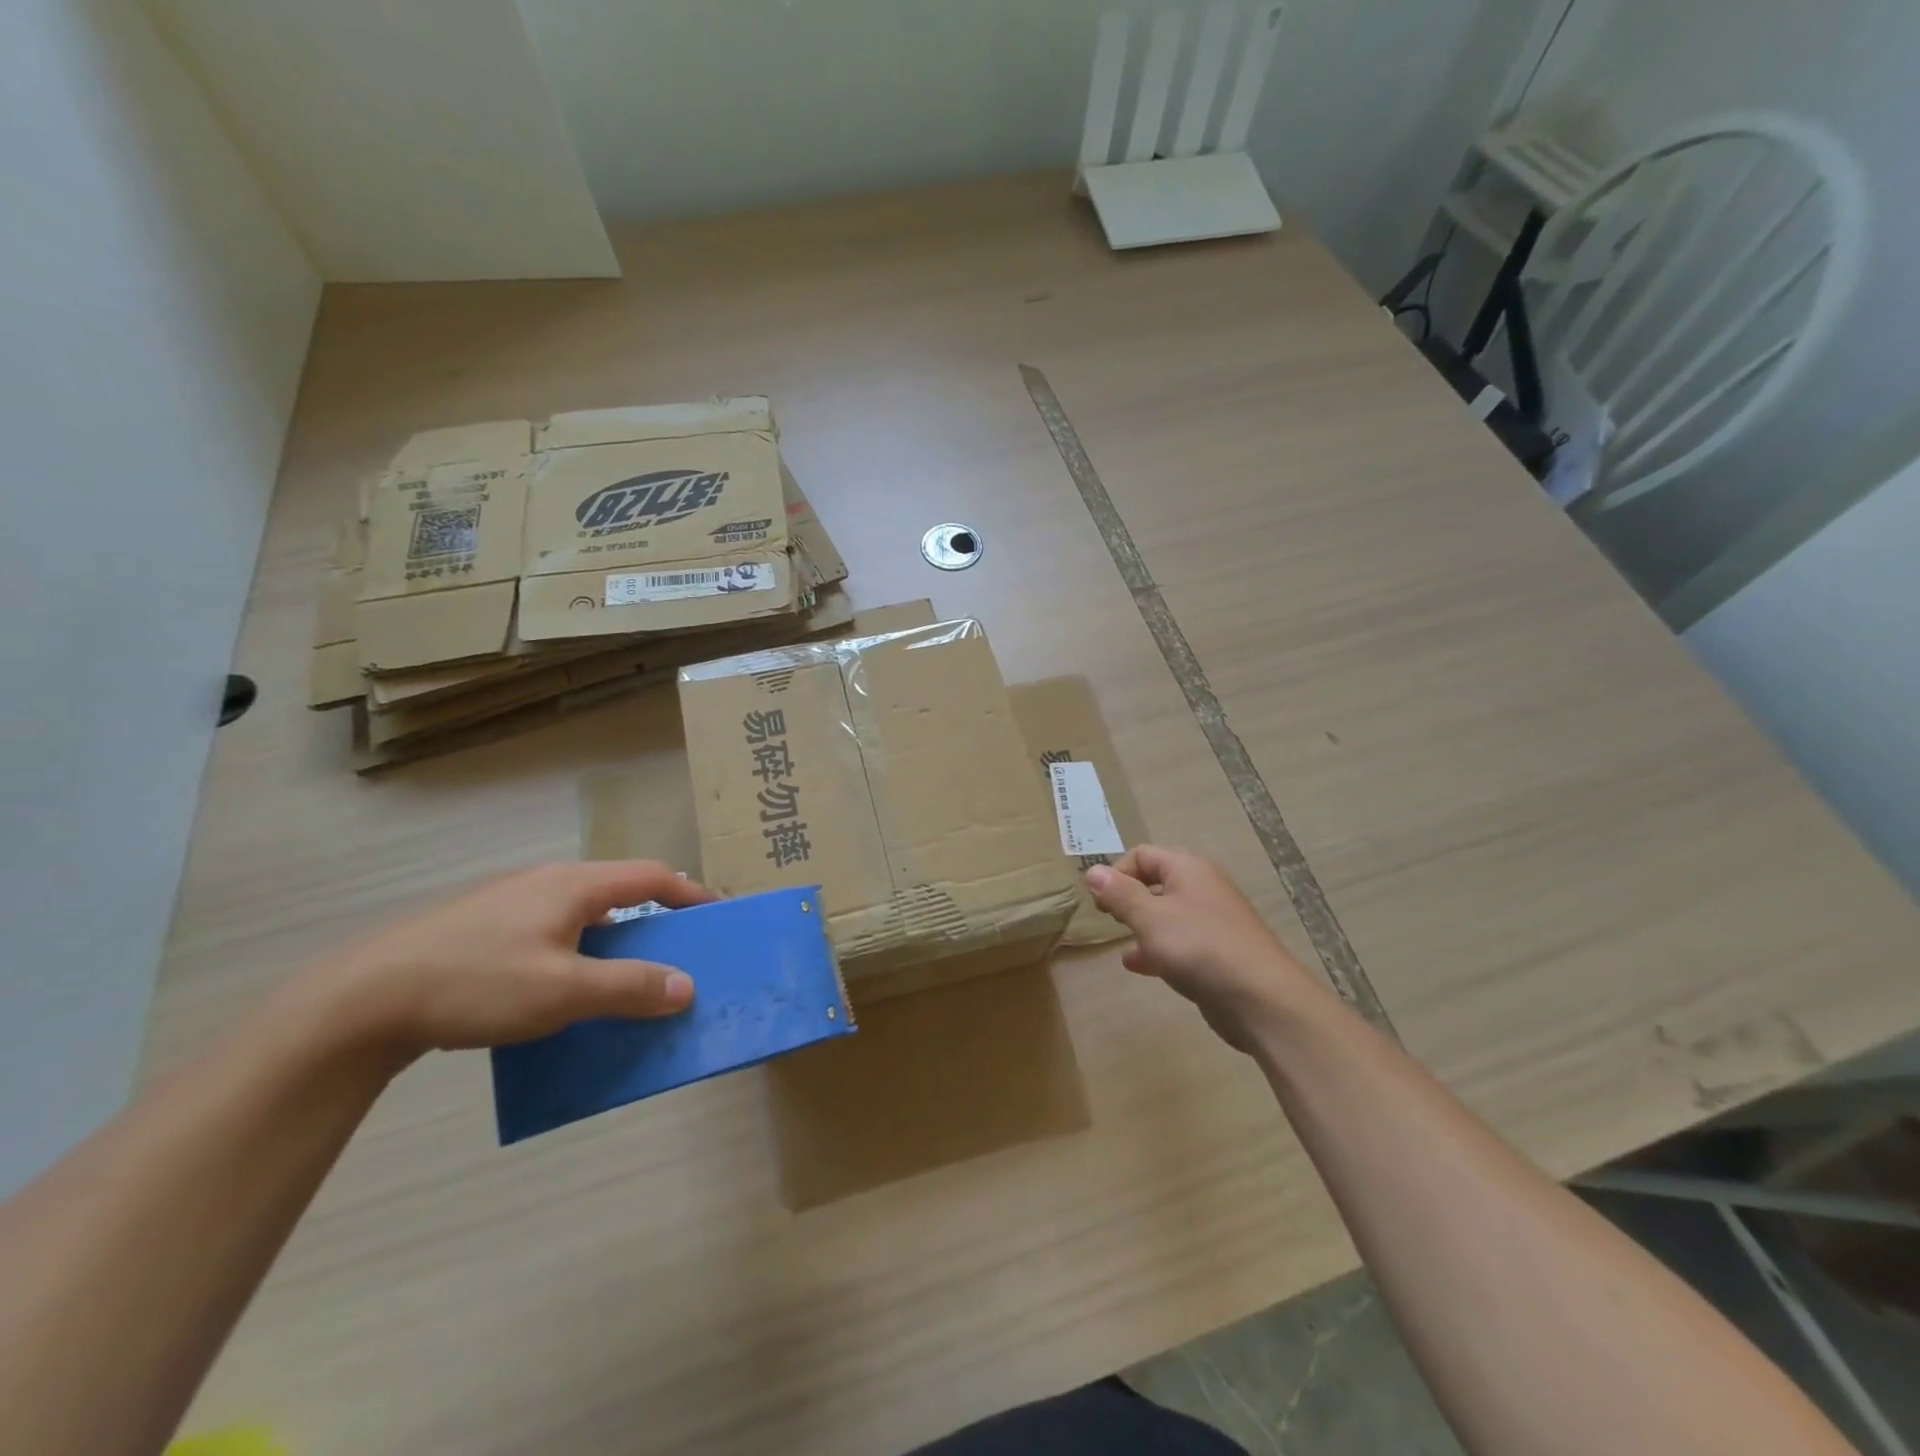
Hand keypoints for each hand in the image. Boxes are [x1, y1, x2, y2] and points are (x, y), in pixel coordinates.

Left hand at [285, 862, 717, 1060]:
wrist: (360, 999)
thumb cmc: (477, 983)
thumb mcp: (563, 992)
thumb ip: (629, 988)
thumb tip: (686, 987)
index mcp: (574, 885)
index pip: (651, 877)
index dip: (690, 893)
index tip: (717, 916)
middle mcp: (546, 882)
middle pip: (618, 891)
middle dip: (654, 918)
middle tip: (675, 952)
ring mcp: (509, 902)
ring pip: (582, 913)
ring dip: (613, 939)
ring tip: (623, 976)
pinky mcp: (480, 926)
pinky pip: (550, 930)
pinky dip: (577, 951)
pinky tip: (559, 988)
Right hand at [1085, 846, 1323, 1053]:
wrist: (1261, 999)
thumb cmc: (1200, 947)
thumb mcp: (1150, 918)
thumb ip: (1120, 894)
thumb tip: (1092, 871)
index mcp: (1188, 870)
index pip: (1142, 854)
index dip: (1117, 872)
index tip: (1101, 901)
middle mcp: (1202, 889)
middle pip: (1156, 881)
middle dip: (1128, 897)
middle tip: (1109, 918)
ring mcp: (1212, 923)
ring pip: (1167, 914)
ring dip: (1142, 925)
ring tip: (1120, 941)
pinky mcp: (1217, 955)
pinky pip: (1179, 943)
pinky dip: (1157, 949)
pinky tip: (1138, 966)